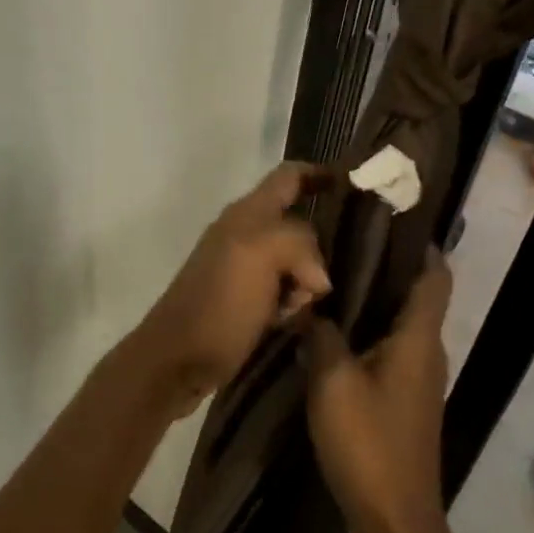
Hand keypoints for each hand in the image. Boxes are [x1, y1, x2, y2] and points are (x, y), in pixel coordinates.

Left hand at [128, 163, 331, 416]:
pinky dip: (293, 303)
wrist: (177, 359)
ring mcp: (243, 266)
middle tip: (328, 277)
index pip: (289, 176)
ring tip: (303, 307)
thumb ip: (298, 242)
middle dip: (319, 247)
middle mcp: (245, 231)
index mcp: (248, 212)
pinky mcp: (244, 299)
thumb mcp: (261, 254)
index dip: (320, 173)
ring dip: (306, 282)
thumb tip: (318, 276)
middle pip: (299, 222)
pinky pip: (284, 290)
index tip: (355, 183)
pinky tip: (290, 322)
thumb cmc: (219, 302)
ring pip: (295, 261)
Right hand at [305, 247, 457, 532]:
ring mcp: (417, 376)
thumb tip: (311, 303)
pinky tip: (334, 323)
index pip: (435, 276)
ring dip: (375, 295)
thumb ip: (321, 334)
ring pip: (401, 320)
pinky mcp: (404, 397)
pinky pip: (390, 345)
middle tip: (343, 237)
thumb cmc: (368, 442)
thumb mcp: (332, 380)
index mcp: (418, 338)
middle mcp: (426, 350)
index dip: (421, 244)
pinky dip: (369, 325)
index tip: (390, 217)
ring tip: (333, 271)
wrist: (394, 520)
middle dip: (388, 263)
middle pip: (417, 293)